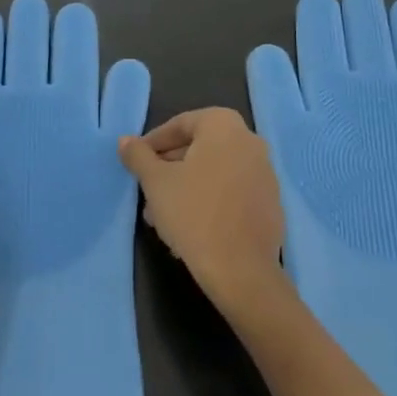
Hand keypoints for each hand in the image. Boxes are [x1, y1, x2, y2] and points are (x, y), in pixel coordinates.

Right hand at [118, 108, 285, 311]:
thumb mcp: (155, 182)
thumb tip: (125, 141)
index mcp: (224, 125)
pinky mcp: (271, 204)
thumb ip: (138, 156)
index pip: (181, 124)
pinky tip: (190, 227)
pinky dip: (210, 201)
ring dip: (187, 187)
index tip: (137, 163)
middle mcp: (250, 141)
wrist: (241, 270)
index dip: (154, 143)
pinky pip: (232, 193)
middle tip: (147, 189)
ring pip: (215, 172)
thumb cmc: (193, 213)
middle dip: (170, 168)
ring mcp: (265, 174)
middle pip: (200, 148)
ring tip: (162, 215)